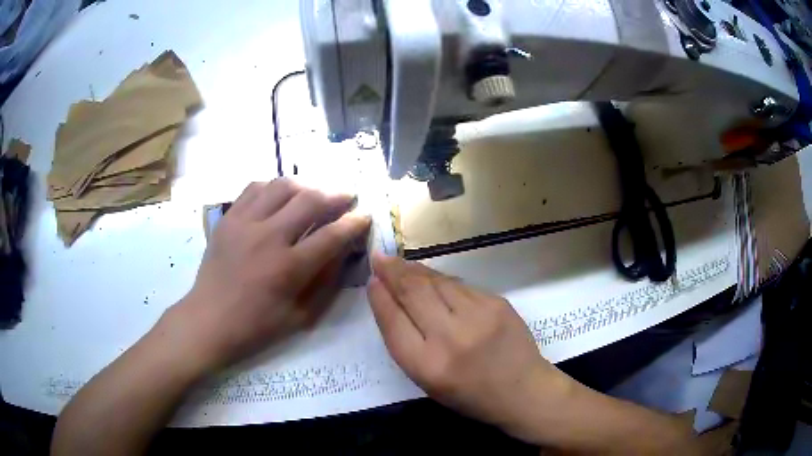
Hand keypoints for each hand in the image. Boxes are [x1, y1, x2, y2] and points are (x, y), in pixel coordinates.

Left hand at [168, 179, 370, 370]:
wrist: (209, 320)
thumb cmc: (256, 326)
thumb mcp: (301, 315)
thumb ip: (325, 281)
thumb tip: (342, 250)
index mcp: (288, 268)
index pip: (331, 235)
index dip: (354, 222)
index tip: (365, 215)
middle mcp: (268, 237)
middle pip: (310, 200)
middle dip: (335, 195)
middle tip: (346, 197)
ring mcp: (244, 223)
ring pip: (282, 186)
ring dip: (306, 186)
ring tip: (314, 194)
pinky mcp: (229, 218)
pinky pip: (255, 188)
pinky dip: (274, 187)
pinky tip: (280, 197)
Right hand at [368, 254, 574, 441]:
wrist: (523, 390)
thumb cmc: (470, 395)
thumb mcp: (428, 382)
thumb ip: (407, 344)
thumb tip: (390, 302)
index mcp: (428, 366)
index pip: (393, 322)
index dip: (380, 298)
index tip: (372, 280)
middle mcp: (451, 337)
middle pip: (413, 294)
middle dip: (392, 272)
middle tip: (380, 258)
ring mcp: (478, 316)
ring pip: (437, 282)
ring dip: (415, 271)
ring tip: (400, 263)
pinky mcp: (496, 302)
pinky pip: (460, 285)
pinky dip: (441, 280)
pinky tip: (432, 278)